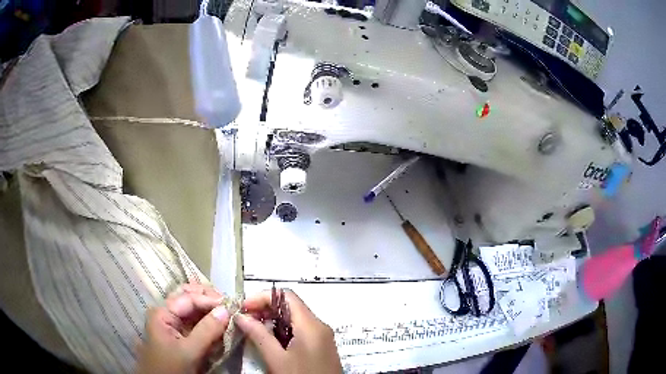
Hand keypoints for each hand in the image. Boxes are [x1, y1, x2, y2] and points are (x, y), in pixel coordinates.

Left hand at [136, 284, 230, 373]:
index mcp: (162, 313)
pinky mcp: (181, 334)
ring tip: (227, 310)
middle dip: (209, 298)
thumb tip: (226, 310)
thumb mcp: (189, 352)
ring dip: (209, 308)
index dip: (210, 300)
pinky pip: (195, 321)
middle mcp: (166, 313)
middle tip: (230, 304)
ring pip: (192, 308)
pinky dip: (208, 320)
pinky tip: (219, 322)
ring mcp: (173, 323)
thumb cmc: (172, 367)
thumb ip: (207, 331)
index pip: (188, 298)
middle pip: (188, 297)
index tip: (232, 306)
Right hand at [235, 289, 341, 373]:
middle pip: (290, 306)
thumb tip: (240, 316)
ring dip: (272, 320)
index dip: (262, 297)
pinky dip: (282, 330)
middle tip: (245, 319)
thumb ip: (258, 335)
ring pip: (294, 319)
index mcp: (311, 324)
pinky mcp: (320, 347)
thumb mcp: (277, 359)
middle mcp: (319, 326)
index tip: (243, 308)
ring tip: (252, 328)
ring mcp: (321, 337)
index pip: (286, 295)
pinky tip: (268, 340)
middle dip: (265, 308)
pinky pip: (300, 330)